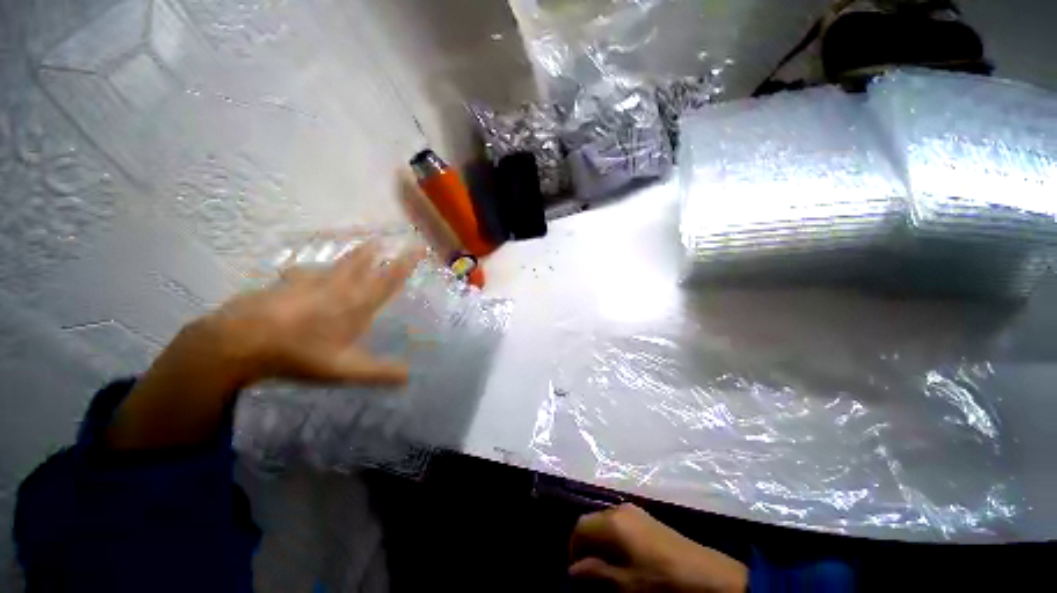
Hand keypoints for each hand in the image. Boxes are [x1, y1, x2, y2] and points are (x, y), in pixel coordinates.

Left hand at [107, 241, 424, 449]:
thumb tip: (409, 376)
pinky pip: (302, 273)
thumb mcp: (344, 370)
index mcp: (356, 304)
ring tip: (354, 249)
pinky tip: (299, 273)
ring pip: (333, 265)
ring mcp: (307, 283)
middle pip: (359, 263)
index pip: (389, 279)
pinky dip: (309, 271)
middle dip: (372, 252)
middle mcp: (336, 288)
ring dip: (348, 256)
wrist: (238, 341)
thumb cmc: (298, 354)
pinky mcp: (283, 285)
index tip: (419, 247)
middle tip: (380, 240)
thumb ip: (379, 372)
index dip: (406, 262)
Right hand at [569, 504, 747, 592]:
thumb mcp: (625, 584)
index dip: (572, 549)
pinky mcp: (647, 517)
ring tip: (604, 568)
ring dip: (599, 542)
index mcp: (612, 521)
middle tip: (588, 572)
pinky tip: (622, 558)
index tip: (575, 573)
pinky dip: (613, 538)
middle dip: (585, 545)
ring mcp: (635, 510)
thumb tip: (573, 571)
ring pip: (605, 521)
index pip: (580, 527)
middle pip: (592, 521)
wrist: (706, 574)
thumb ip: (596, 574)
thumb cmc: (660, 580)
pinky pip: (620, 522)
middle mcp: (620, 508)